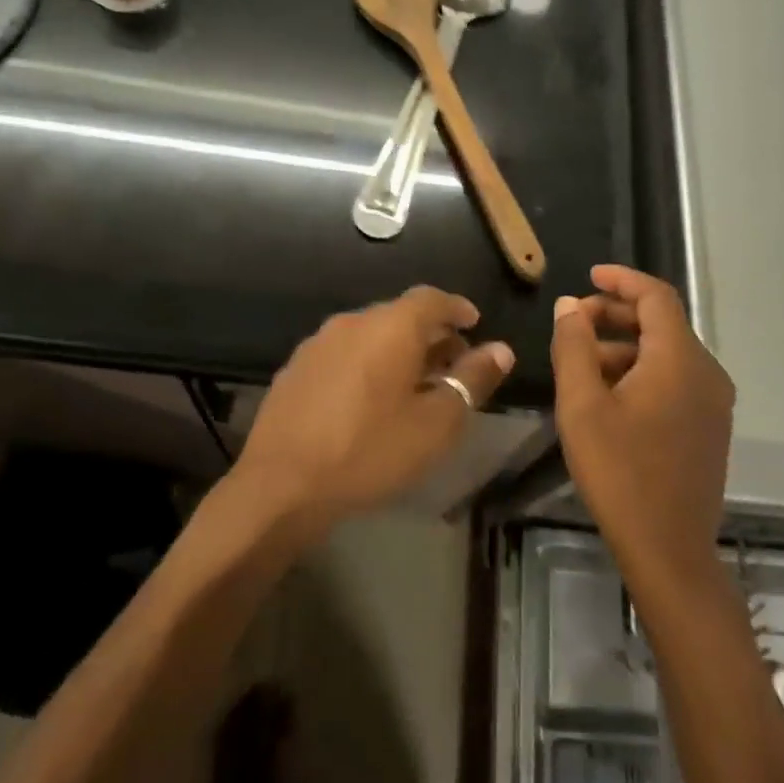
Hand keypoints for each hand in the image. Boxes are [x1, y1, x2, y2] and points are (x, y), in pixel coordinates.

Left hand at [235, 286, 513, 531]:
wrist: (282, 484)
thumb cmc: (370, 450)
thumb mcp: (435, 423)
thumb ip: (472, 380)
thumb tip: (501, 350)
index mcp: (390, 327)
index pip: (432, 298)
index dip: (457, 308)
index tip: (474, 323)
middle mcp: (352, 322)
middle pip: (399, 315)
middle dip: (430, 334)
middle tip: (451, 364)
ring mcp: (318, 343)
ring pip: (370, 334)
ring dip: (397, 350)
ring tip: (413, 384)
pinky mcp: (296, 368)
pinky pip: (344, 353)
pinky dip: (366, 364)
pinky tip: (369, 399)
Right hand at [551, 265, 734, 586]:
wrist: (669, 550)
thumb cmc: (619, 473)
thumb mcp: (582, 405)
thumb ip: (574, 346)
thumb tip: (570, 305)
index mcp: (680, 360)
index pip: (656, 296)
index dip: (621, 280)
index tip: (589, 275)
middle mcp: (706, 372)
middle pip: (662, 323)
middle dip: (616, 315)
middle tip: (574, 324)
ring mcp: (714, 402)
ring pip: (667, 353)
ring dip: (625, 347)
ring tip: (581, 363)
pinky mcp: (710, 426)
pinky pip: (675, 379)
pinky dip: (642, 371)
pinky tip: (608, 395)